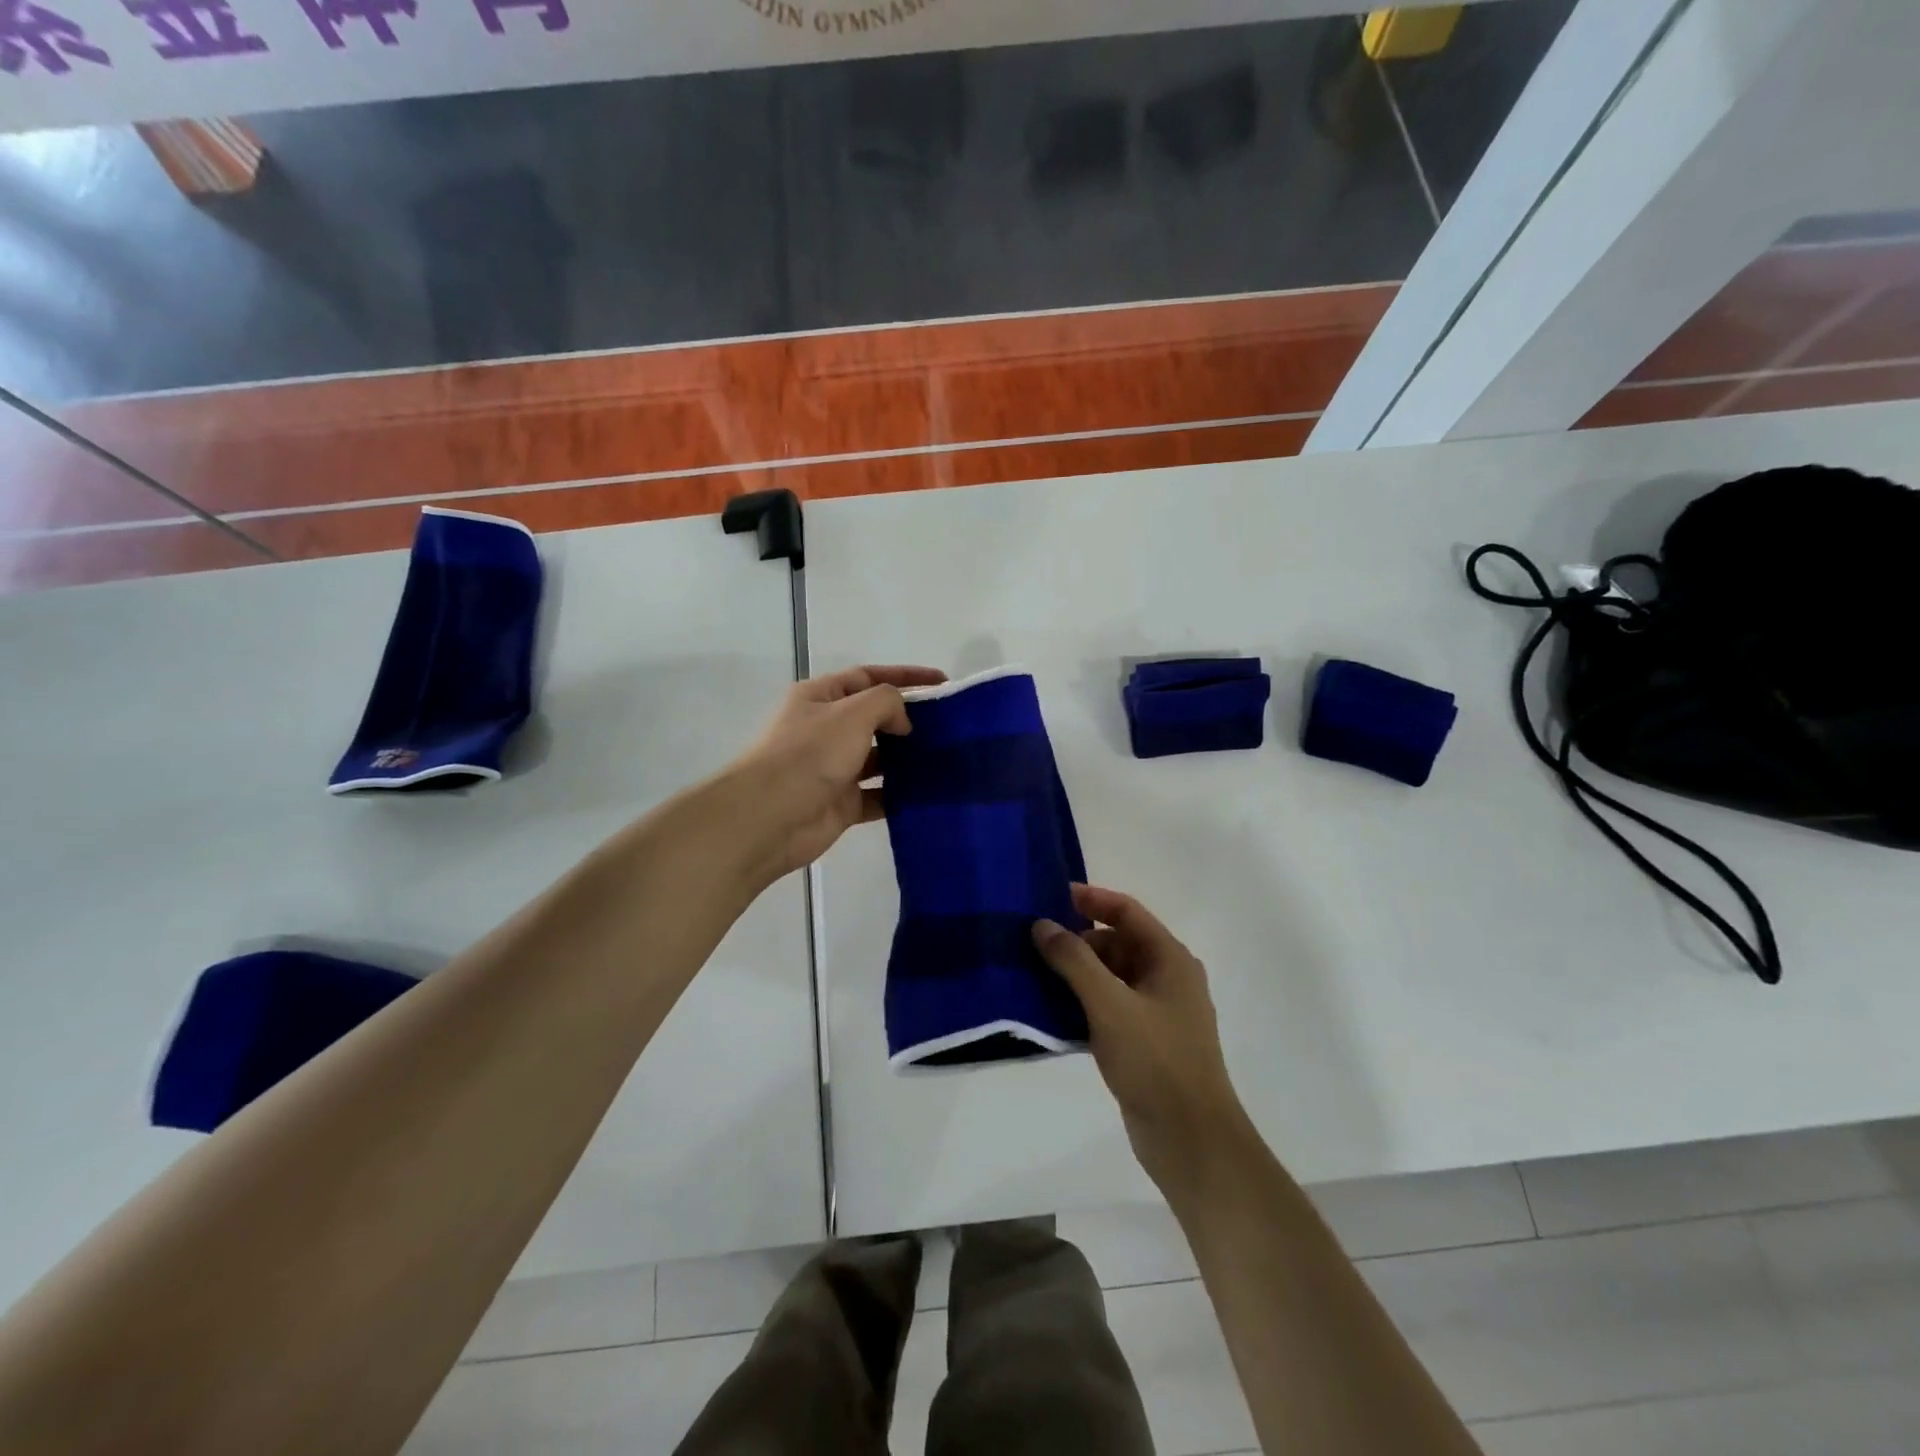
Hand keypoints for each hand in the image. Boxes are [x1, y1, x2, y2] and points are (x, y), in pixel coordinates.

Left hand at [730, 664, 945, 882]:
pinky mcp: (842, 804)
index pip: (869, 677)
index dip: (906, 676)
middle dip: (909, 719)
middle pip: (875, 718)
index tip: (943, 683)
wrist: (770, 816)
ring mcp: (834, 769)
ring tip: (945, 758)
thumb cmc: (810, 754)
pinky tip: (928, 792)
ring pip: (879, 758)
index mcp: (821, 697)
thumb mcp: (852, 712)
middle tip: (949, 726)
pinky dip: (900, 794)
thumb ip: (887, 702)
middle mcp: (827, 729)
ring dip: (908, 758)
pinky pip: (878, 796)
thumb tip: (902, 723)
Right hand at [1033, 884, 1249, 1195]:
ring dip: (1076, 973)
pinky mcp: (1145, 1041)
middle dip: (1077, 940)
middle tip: (1033, 942)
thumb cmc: (1156, 1061)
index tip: (1050, 897)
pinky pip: (1109, 1007)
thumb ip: (1074, 960)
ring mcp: (1157, 1012)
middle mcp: (1167, 978)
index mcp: (1170, 959)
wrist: (1191, 1140)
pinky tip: (1050, 1011)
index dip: (1091, 900)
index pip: (1127, 912)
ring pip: (1110, 977)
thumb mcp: (1109, 1004)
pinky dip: (1082, 1002)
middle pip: (1117, 943)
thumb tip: (1042, 925)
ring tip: (1032, 972)